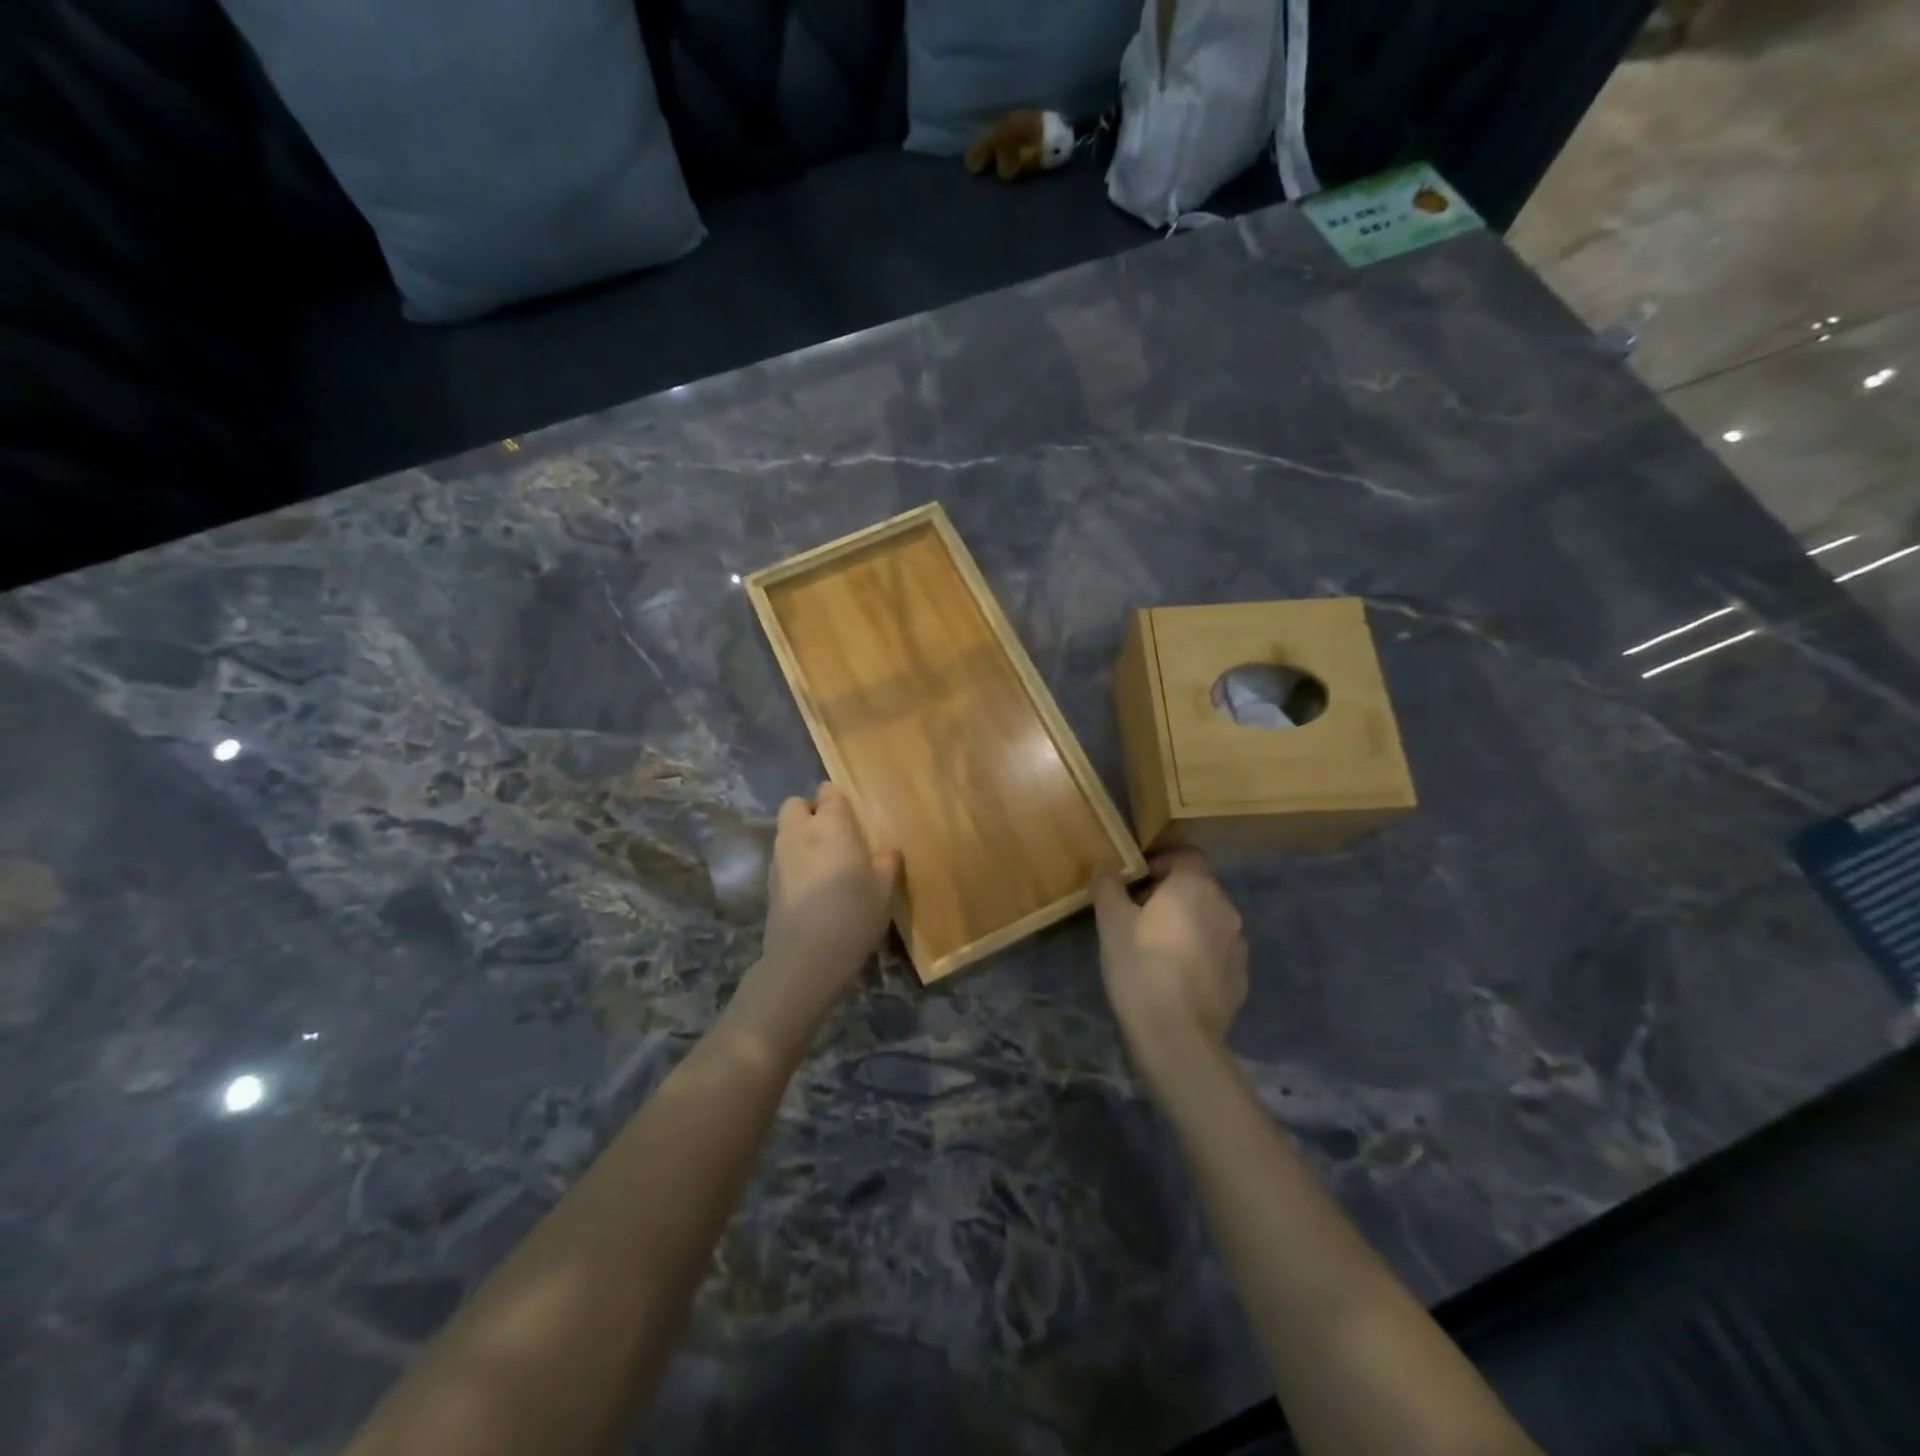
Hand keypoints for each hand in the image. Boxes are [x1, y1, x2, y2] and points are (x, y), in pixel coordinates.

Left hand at [755, 783, 900, 1017]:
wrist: (805, 958)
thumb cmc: (852, 914)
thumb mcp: (883, 891)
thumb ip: (886, 864)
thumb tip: (888, 851)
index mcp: (830, 826)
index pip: (828, 792)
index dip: (837, 798)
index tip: (851, 813)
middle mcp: (799, 833)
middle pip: (794, 804)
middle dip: (810, 811)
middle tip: (833, 833)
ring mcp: (779, 858)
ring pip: (786, 832)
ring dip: (800, 837)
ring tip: (824, 861)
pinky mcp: (769, 884)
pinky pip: (782, 858)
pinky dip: (794, 862)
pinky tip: (812, 886)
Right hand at [1092, 849, 1247, 1069]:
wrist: (1177, 1036)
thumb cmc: (1141, 967)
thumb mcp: (1111, 922)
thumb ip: (1108, 885)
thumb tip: (1105, 864)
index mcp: (1196, 887)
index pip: (1186, 855)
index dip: (1160, 862)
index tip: (1134, 883)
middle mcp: (1225, 909)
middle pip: (1198, 887)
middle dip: (1170, 895)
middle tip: (1137, 915)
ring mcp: (1238, 946)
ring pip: (1208, 921)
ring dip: (1186, 925)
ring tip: (1156, 948)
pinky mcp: (1240, 979)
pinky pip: (1216, 953)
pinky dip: (1198, 955)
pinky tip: (1174, 977)